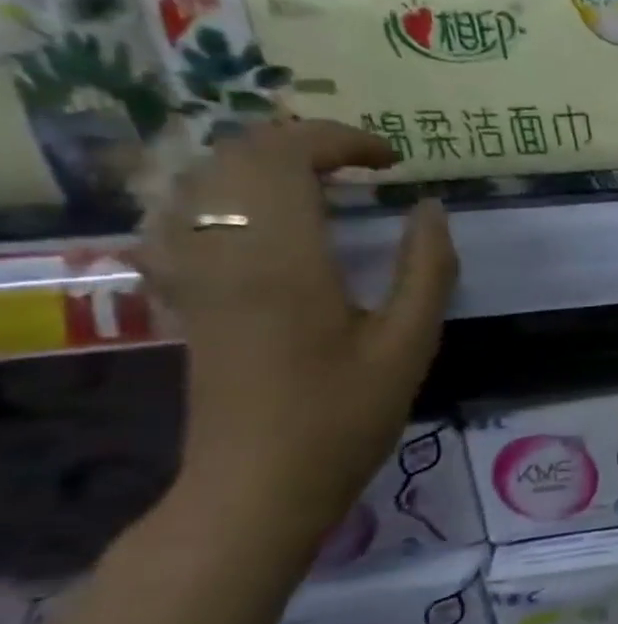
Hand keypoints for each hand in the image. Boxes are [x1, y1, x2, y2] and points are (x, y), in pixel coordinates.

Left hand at [140, 121, 457, 543]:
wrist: (260, 483)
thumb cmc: (346, 415)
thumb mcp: (410, 343)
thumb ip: (427, 268)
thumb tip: (430, 208)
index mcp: (284, 261)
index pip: (286, 157)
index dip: (341, 140)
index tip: (394, 161)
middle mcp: (225, 253)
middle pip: (238, 155)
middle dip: (305, 141)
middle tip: (366, 164)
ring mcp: (194, 274)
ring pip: (201, 178)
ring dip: (262, 161)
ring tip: (322, 178)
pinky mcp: (186, 295)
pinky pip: (179, 216)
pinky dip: (220, 194)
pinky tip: (257, 215)